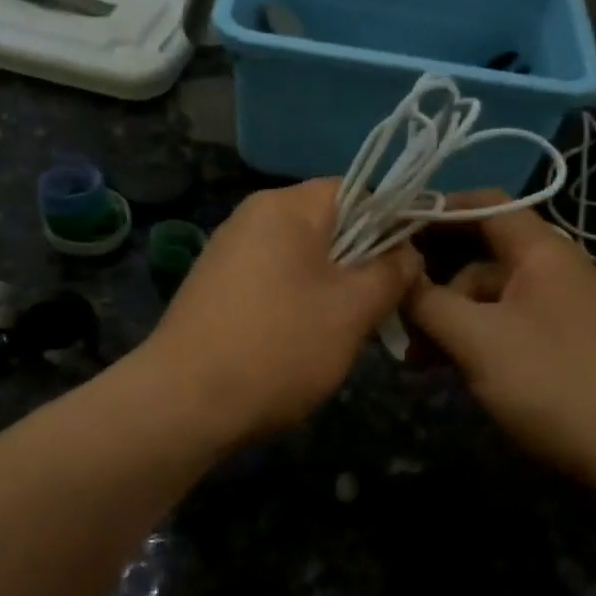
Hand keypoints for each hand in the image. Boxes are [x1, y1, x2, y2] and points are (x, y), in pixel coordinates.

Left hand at [141, 179, 420, 440]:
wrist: (183, 404)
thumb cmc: (279, 347)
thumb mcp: (352, 310)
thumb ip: (390, 273)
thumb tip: (407, 252)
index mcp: (286, 206)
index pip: (358, 191)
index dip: (394, 222)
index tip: (412, 265)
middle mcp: (253, 216)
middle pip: (330, 224)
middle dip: (364, 261)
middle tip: (383, 306)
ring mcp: (229, 252)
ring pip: (303, 257)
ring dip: (334, 286)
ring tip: (346, 331)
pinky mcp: (216, 287)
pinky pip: (275, 280)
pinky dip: (300, 301)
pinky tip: (303, 342)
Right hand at [404, 200, 595, 490]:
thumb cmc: (553, 384)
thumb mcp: (478, 340)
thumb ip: (428, 302)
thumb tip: (394, 276)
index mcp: (541, 251)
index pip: (483, 204)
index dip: (434, 210)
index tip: (388, 234)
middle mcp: (552, 269)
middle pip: (479, 253)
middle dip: (432, 279)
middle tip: (392, 310)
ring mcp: (558, 308)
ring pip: (487, 296)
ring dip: (447, 317)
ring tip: (414, 357)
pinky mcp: (560, 344)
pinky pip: (504, 325)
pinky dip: (472, 339)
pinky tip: (446, 369)